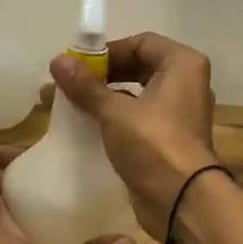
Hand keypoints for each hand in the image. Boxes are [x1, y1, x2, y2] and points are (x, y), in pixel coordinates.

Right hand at [49, 33, 219, 240]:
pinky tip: (86, 127)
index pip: (140, 43)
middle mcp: (185, 84)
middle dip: (101, 76)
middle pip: (138, 67)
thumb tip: (57, 61)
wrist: (181, 200)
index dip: (107, 51)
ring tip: (68, 105)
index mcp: (182, 65)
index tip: (77, 66)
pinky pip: (137, 119)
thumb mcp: (115, 112)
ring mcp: (179, 113)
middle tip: (67, 84)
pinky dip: (114, 118)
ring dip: (104, 97)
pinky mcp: (168, 139)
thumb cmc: (154, 145)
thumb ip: (86, 86)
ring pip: (136, 95)